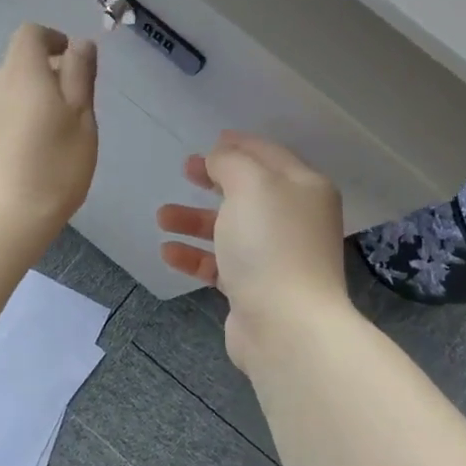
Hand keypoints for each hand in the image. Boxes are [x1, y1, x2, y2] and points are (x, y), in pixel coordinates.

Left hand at [0, 23, 98, 253]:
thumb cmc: (52, 170)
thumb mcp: (81, 122)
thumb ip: (80, 77)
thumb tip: (79, 44)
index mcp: (21, 73)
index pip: (30, 34)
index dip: (51, 40)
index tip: (70, 60)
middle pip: (16, 68)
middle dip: (42, 80)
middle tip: (67, 116)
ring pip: (2, 98)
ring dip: (23, 108)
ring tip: (44, 145)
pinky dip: (6, 131)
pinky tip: (19, 165)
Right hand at [157, 131, 347, 374]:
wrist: (286, 325)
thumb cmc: (270, 244)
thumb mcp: (251, 186)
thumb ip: (231, 163)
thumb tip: (220, 158)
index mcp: (303, 189)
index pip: (269, 155)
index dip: (240, 145)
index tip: (211, 140)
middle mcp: (294, 220)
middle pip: (248, 192)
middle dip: (214, 179)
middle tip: (185, 170)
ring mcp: (276, 256)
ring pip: (230, 229)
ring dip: (195, 220)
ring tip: (162, 216)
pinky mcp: (256, 288)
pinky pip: (220, 264)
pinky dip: (195, 256)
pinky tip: (168, 252)